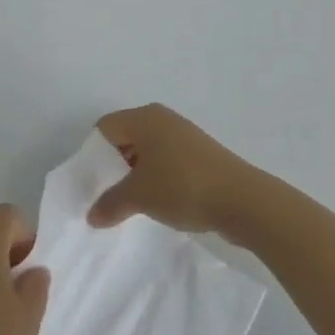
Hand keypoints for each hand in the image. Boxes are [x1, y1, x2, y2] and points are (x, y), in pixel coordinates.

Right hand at [87, 104, 268, 238]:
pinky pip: (166, 160)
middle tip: (108, 195)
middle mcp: (162, 119)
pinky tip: (159, 202)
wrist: (243, 200)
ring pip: (147, 151)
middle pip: (125, 137)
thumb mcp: (140, 196)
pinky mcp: (200, 154)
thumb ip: (111, 203)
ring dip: (137, 174)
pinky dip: (158, 178)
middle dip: (114, 166)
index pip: (105, 127)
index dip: (94, 154)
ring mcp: (184, 135)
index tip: (92, 183)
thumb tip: (91, 216)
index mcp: (144, 118)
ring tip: (133, 203)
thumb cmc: (183, 186)